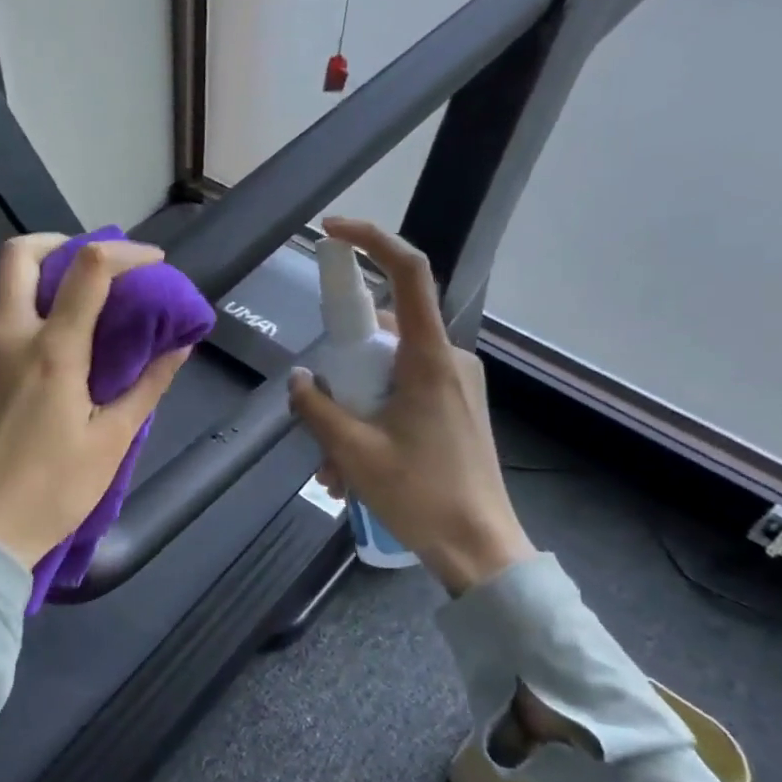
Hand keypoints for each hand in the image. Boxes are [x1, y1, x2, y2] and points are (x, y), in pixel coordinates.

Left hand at [0, 234, 192, 568]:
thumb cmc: (53, 492)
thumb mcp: (112, 442)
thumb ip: (148, 386)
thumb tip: (180, 344)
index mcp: (53, 351)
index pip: (91, 269)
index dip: (126, 252)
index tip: (149, 263)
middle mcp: (4, 337)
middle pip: (19, 253)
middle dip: (57, 244)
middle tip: (84, 268)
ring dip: (26, 290)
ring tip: (50, 318)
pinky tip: (7, 355)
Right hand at [287, 217, 535, 595]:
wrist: (480, 548)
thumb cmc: (420, 495)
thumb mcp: (353, 451)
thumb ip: (317, 407)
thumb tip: (301, 379)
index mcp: (429, 359)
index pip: (407, 273)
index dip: (371, 240)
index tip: (331, 232)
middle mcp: (448, 360)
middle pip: (381, 334)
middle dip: (341, 372)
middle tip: (316, 420)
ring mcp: (455, 385)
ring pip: (387, 374)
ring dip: (352, 411)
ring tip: (334, 470)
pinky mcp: (455, 408)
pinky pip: (402, 396)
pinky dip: (372, 422)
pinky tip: (354, 472)